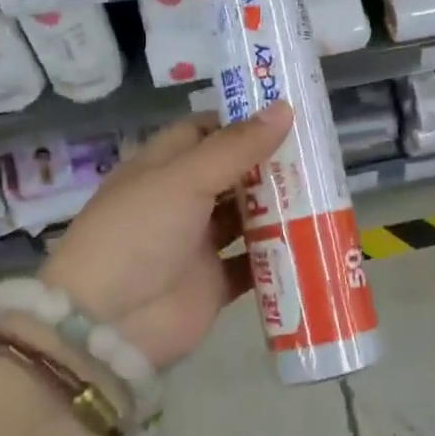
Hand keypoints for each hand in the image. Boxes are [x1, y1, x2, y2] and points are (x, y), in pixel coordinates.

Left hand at [33, 105, 293, 368]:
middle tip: (319, 150)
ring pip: (247, 216)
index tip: (286, 113)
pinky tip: (315, 237)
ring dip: (280, 205)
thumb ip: (237, 147)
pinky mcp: (215, 282)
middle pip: (232, 173)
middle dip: (270, 162)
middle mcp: (181, 200)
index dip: (241, 120)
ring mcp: (198, 243)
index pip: (204, 131)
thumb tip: (284, 109)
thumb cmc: (138, 233)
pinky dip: (280, 253)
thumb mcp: (185, 179)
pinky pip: (254, 262)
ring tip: (326, 188)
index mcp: (162, 167)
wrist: (108, 326)